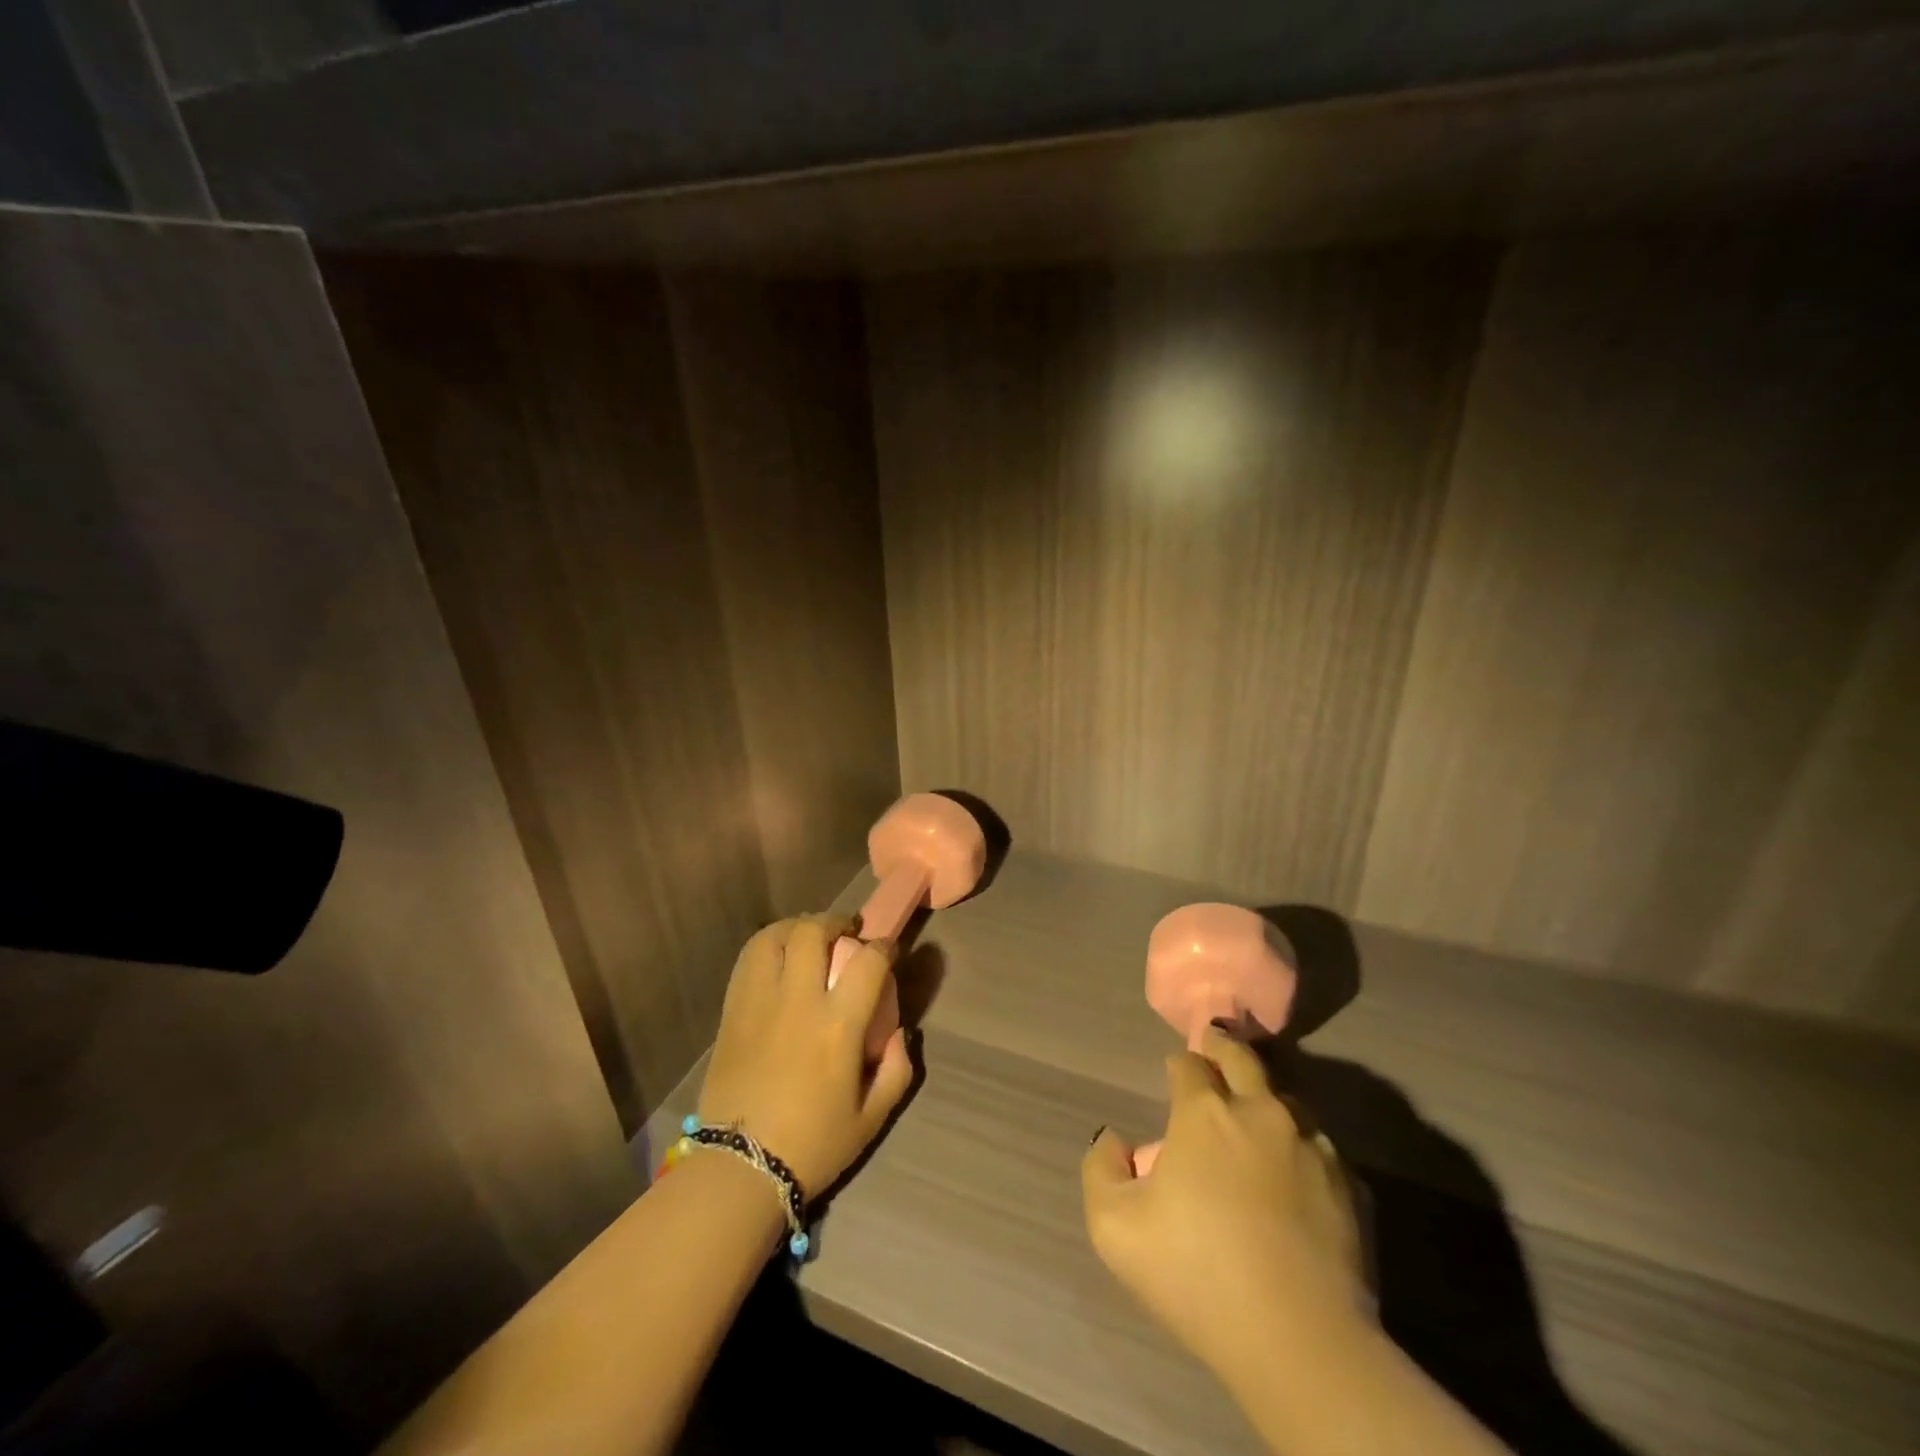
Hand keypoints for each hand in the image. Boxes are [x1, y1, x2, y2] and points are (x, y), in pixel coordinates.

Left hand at [697, 914, 914, 1196]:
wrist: (739, 1168)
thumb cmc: (812, 1145)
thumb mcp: (872, 1118)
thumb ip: (896, 1069)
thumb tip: (899, 1032)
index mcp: (837, 1025)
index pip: (868, 961)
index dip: (884, 947)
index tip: (888, 951)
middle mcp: (798, 1001)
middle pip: (813, 932)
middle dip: (836, 922)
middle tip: (846, 932)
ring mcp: (759, 1002)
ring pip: (774, 937)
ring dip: (797, 927)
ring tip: (808, 937)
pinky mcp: (732, 1011)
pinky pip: (748, 960)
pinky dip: (767, 946)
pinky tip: (777, 959)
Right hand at [1081, 1029, 1366, 1383]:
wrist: (1302, 1344)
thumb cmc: (1198, 1275)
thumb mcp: (1114, 1228)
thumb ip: (1102, 1169)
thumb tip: (1115, 1139)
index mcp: (1204, 1113)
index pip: (1188, 1064)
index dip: (1177, 1065)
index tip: (1173, 1074)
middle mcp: (1261, 1112)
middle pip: (1242, 1059)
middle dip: (1223, 1047)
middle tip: (1215, 1047)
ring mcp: (1312, 1146)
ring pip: (1286, 1100)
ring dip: (1265, 1099)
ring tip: (1255, 1115)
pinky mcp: (1351, 1186)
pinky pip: (1319, 1148)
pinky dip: (1300, 1147)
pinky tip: (1294, 1174)